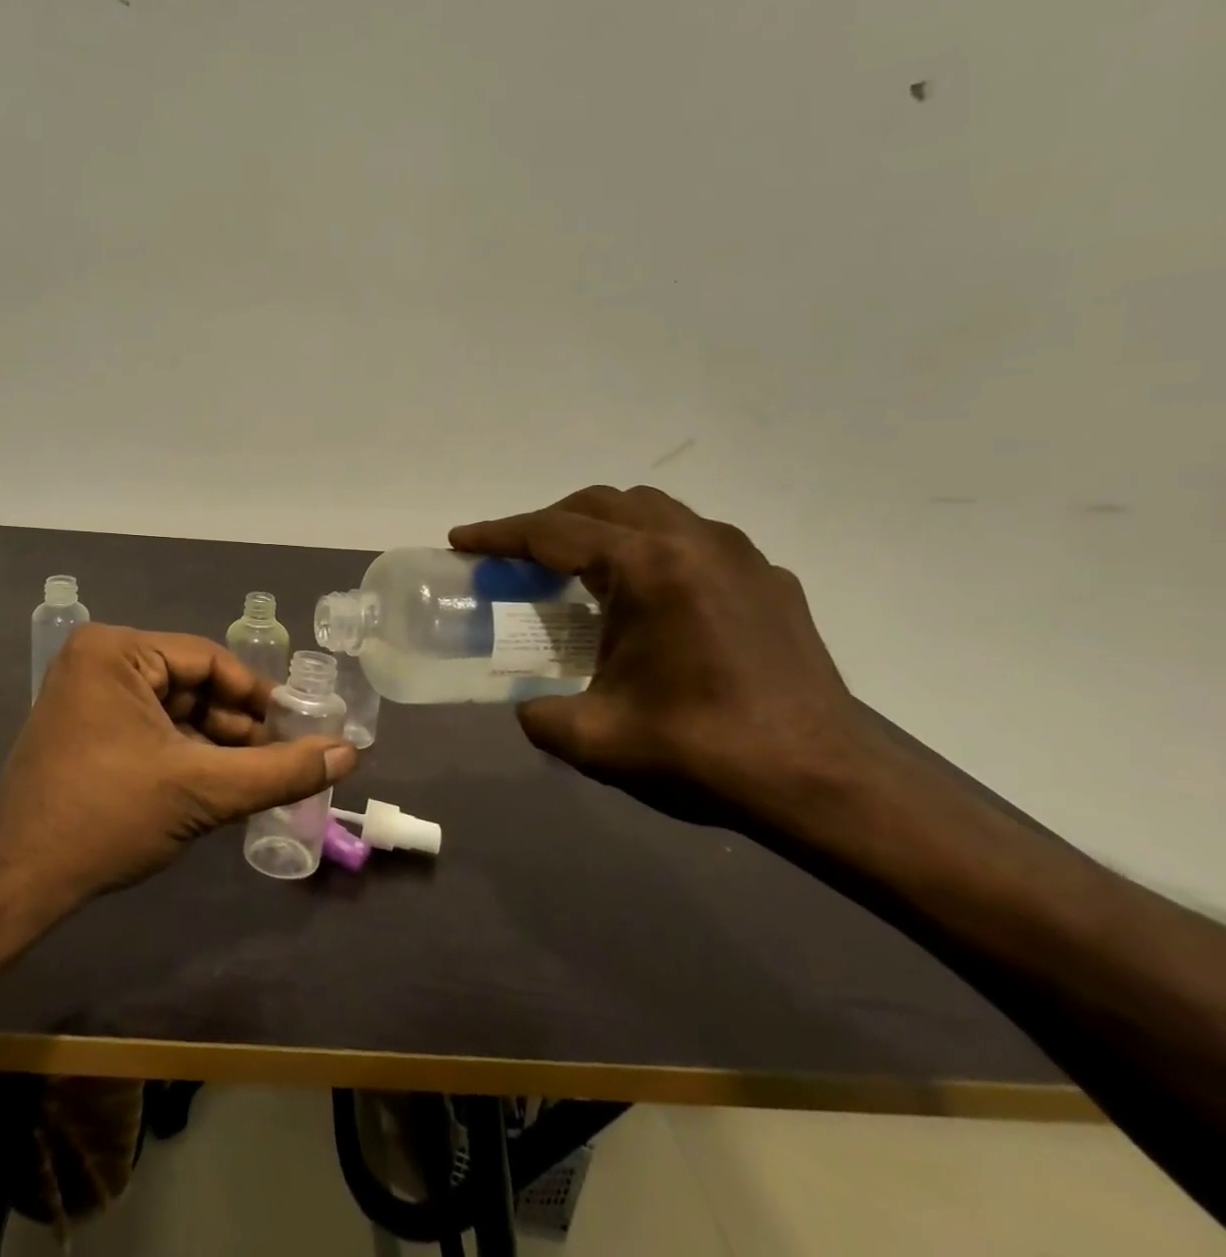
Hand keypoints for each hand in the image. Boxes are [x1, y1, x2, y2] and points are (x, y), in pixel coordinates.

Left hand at [0, 624, 357, 909]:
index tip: (301, 728)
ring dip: (215, 746)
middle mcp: (98, 660)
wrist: (18, 884)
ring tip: (258, 780)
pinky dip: (185, 755)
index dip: (260, 697)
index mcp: (116, 650)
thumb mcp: (202, 790)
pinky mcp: (84, 729)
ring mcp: (87, 695)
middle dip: (238, 727)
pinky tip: (217, 786)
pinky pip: (151, 730)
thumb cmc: (108, 818)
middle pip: (193, 686)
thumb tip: (350, 753)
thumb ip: (280, 770)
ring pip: (174, 711)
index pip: (210, 661)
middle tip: (284, 760)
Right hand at [451, 485, 869, 829]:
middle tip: (516, 558)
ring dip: (602, 528)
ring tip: (577, 570)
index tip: (461, 539)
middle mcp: (694, 542)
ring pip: (651, 511)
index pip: (554, 531)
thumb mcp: (595, 739)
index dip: (499, 534)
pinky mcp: (770, 581)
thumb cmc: (704, 750)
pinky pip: (693, 540)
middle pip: (602, 503)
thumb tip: (529, 707)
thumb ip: (539, 715)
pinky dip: (650, 549)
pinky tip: (648, 599)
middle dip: (548, 522)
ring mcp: (740, 557)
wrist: (826, 784)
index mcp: (648, 567)